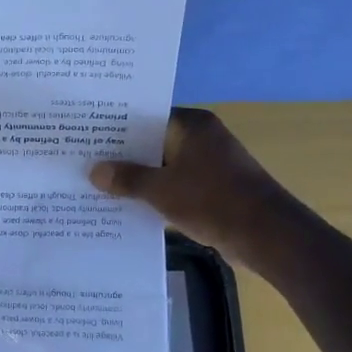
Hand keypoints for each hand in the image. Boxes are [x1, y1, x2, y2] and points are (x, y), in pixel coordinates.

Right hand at [89, 107, 298, 271]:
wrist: (267, 235)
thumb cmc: (212, 200)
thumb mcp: (161, 190)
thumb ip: (126, 178)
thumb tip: (95, 172)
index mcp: (192, 125)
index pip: (145, 116)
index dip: (115, 126)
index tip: (86, 134)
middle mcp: (201, 137)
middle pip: (152, 141)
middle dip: (122, 154)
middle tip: (84, 160)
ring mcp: (209, 163)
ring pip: (162, 165)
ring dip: (138, 176)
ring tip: (98, 184)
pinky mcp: (212, 187)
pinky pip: (174, 184)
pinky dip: (155, 192)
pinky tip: (127, 204)